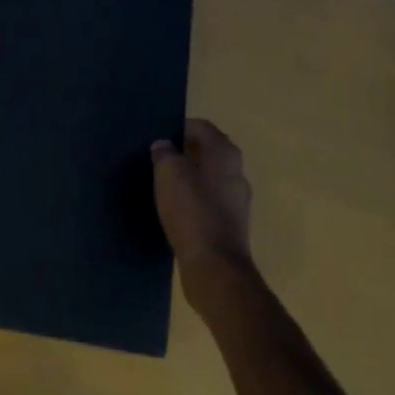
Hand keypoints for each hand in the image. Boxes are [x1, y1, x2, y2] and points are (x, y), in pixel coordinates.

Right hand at [152, 120, 253, 297]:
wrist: (215, 267)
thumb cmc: (192, 211)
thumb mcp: (169, 174)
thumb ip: (164, 154)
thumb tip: (164, 145)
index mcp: (225, 153)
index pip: (201, 126)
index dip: (178, 127)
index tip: (158, 137)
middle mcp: (236, 171)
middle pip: (208, 151)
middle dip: (184, 152)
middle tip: (157, 159)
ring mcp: (237, 200)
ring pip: (209, 177)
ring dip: (189, 177)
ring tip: (163, 184)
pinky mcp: (231, 224)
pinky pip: (210, 201)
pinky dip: (194, 199)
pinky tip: (176, 209)